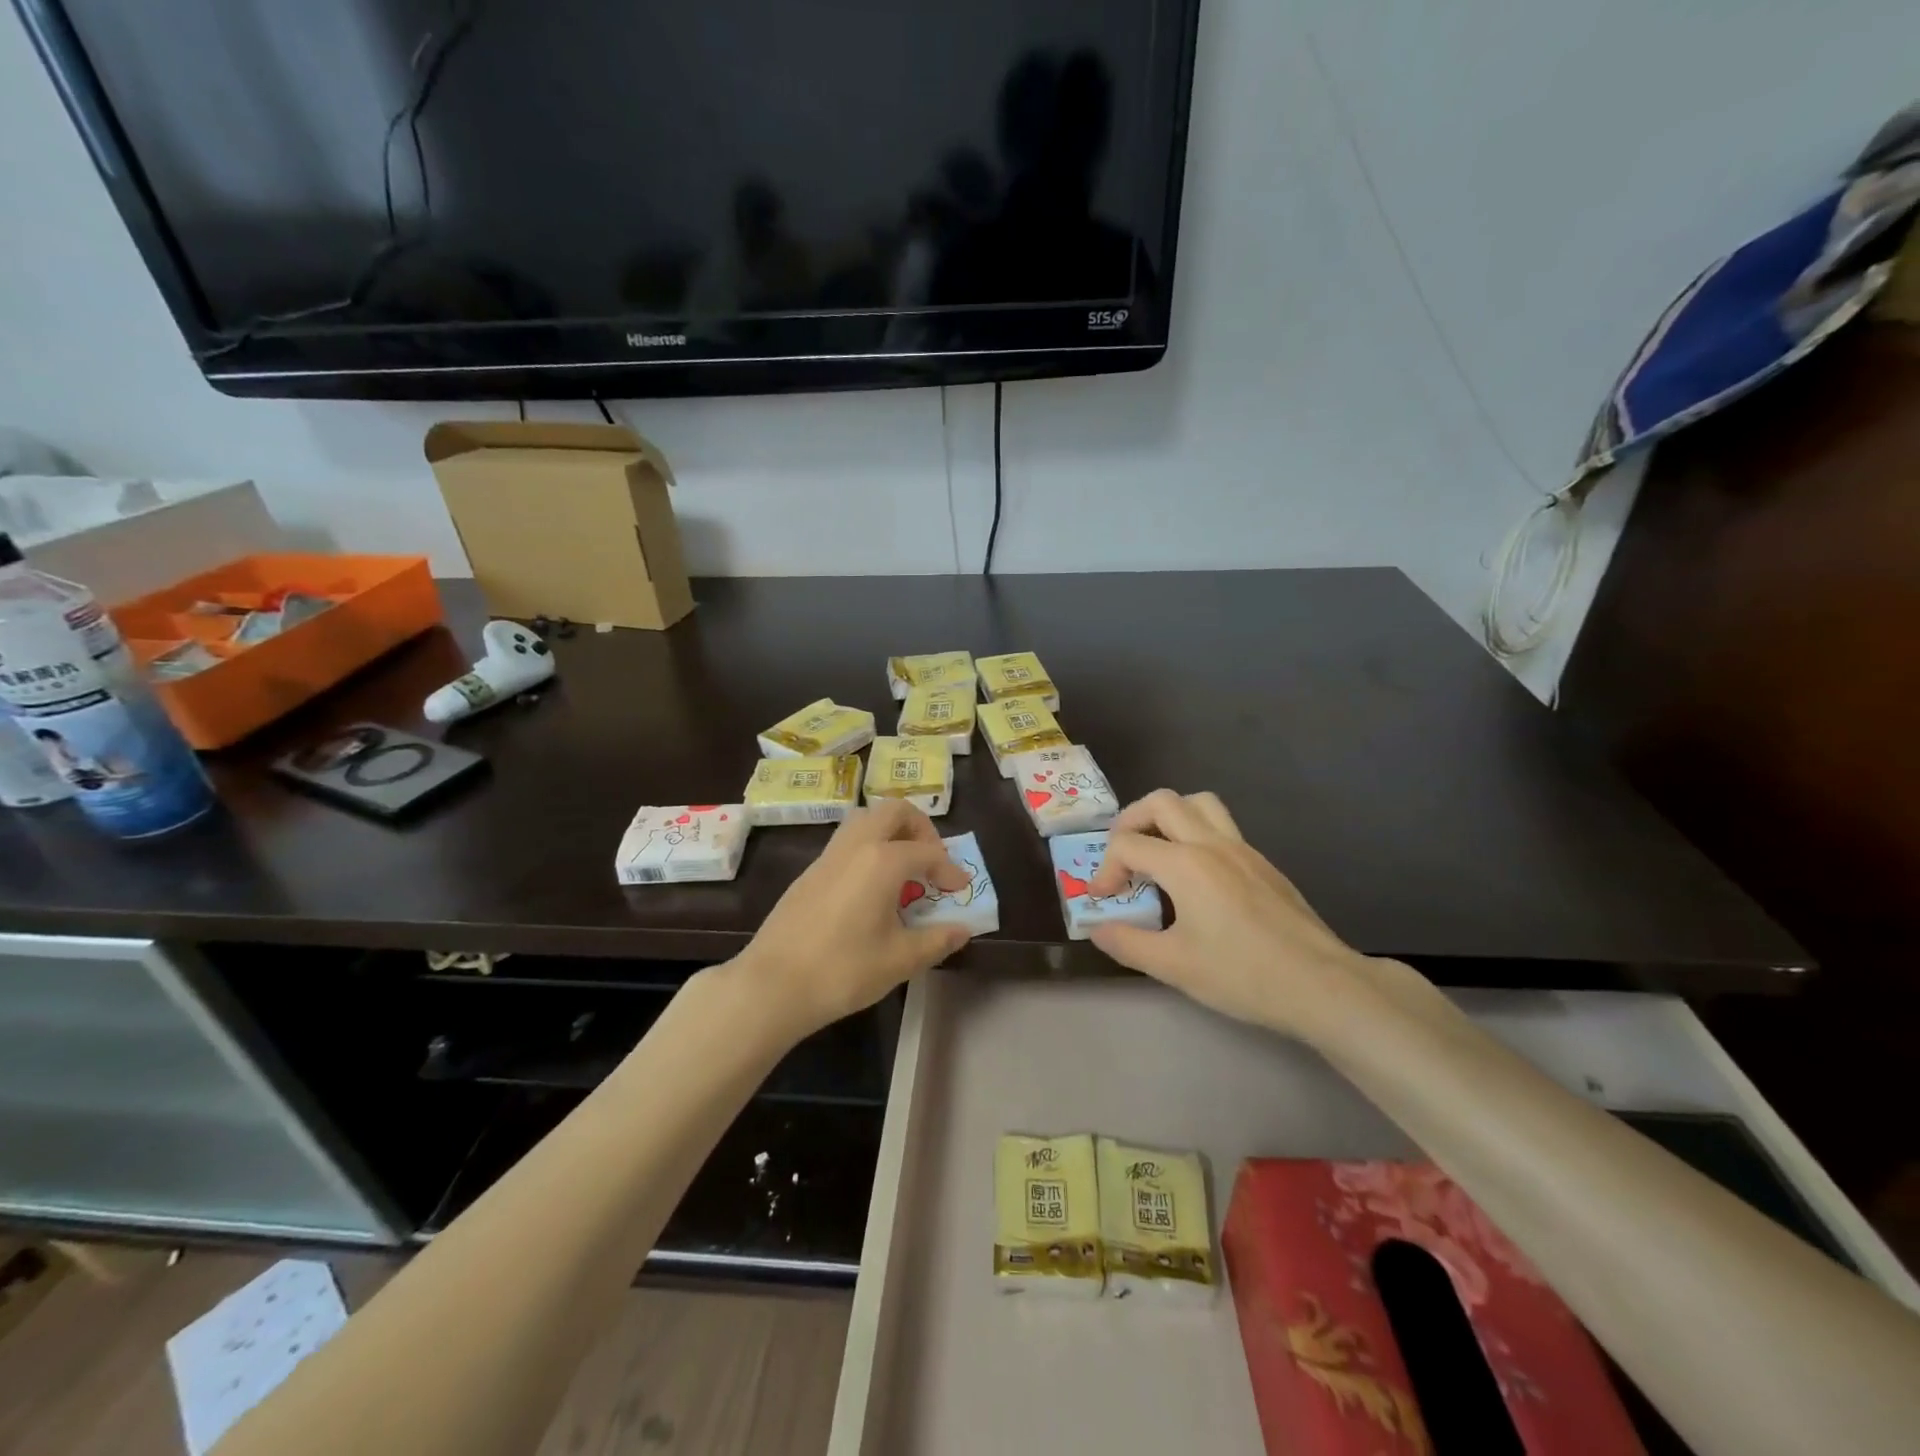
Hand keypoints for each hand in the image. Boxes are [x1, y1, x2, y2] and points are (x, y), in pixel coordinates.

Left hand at [734, 801, 973, 1036]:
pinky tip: (871, 888)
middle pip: (894, 811)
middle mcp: (856, 845)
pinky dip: (868, 848)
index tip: (959, 891)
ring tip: (903, 871)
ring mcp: (828, 855)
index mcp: (883, 860)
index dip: (950, 869)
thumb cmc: (843, 970)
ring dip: (890, 833)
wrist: (773, 985)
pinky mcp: (810, 872)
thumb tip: (963, 930)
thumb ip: (937, 940)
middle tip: (930, 861)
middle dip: (920, 828)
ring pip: (865, 820)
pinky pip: (847, 842)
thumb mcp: (900, 960)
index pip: (928, 852)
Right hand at [1087, 789, 1373, 1039]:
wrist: (1322, 985)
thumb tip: (1098, 928)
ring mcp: (1243, 850)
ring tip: (1156, 851)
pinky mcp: (1263, 864)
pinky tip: (1195, 878)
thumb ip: (1127, 942)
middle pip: (1162, 802)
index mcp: (1185, 864)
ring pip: (1199, 803)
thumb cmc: (1243, 974)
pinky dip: (1195, 834)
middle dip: (1131, 822)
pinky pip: (1221, 827)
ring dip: (1168, 817)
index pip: (1127, 845)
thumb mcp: (1173, 965)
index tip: (1103, 900)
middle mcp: (1212, 844)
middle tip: (1122, 855)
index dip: (1104, 869)